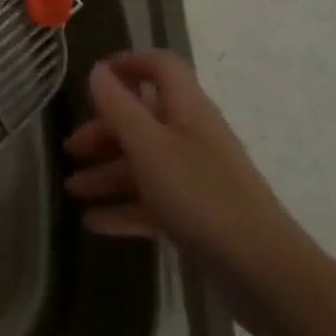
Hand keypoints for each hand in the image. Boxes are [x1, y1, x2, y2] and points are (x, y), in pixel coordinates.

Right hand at [64, 49, 316, 330]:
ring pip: (144, 163)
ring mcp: (197, 177)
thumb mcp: (148, 147)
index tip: (93, 78)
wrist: (263, 272)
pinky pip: (153, 201)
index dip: (129, 64)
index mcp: (187, 110)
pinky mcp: (198, 215)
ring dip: (107, 173)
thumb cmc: (200, 196)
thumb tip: (98, 71)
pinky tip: (94, 222)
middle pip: (144, 119)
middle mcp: (193, 136)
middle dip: (105, 131)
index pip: (161, 67)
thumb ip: (119, 106)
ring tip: (73, 190)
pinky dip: (124, 208)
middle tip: (72, 149)